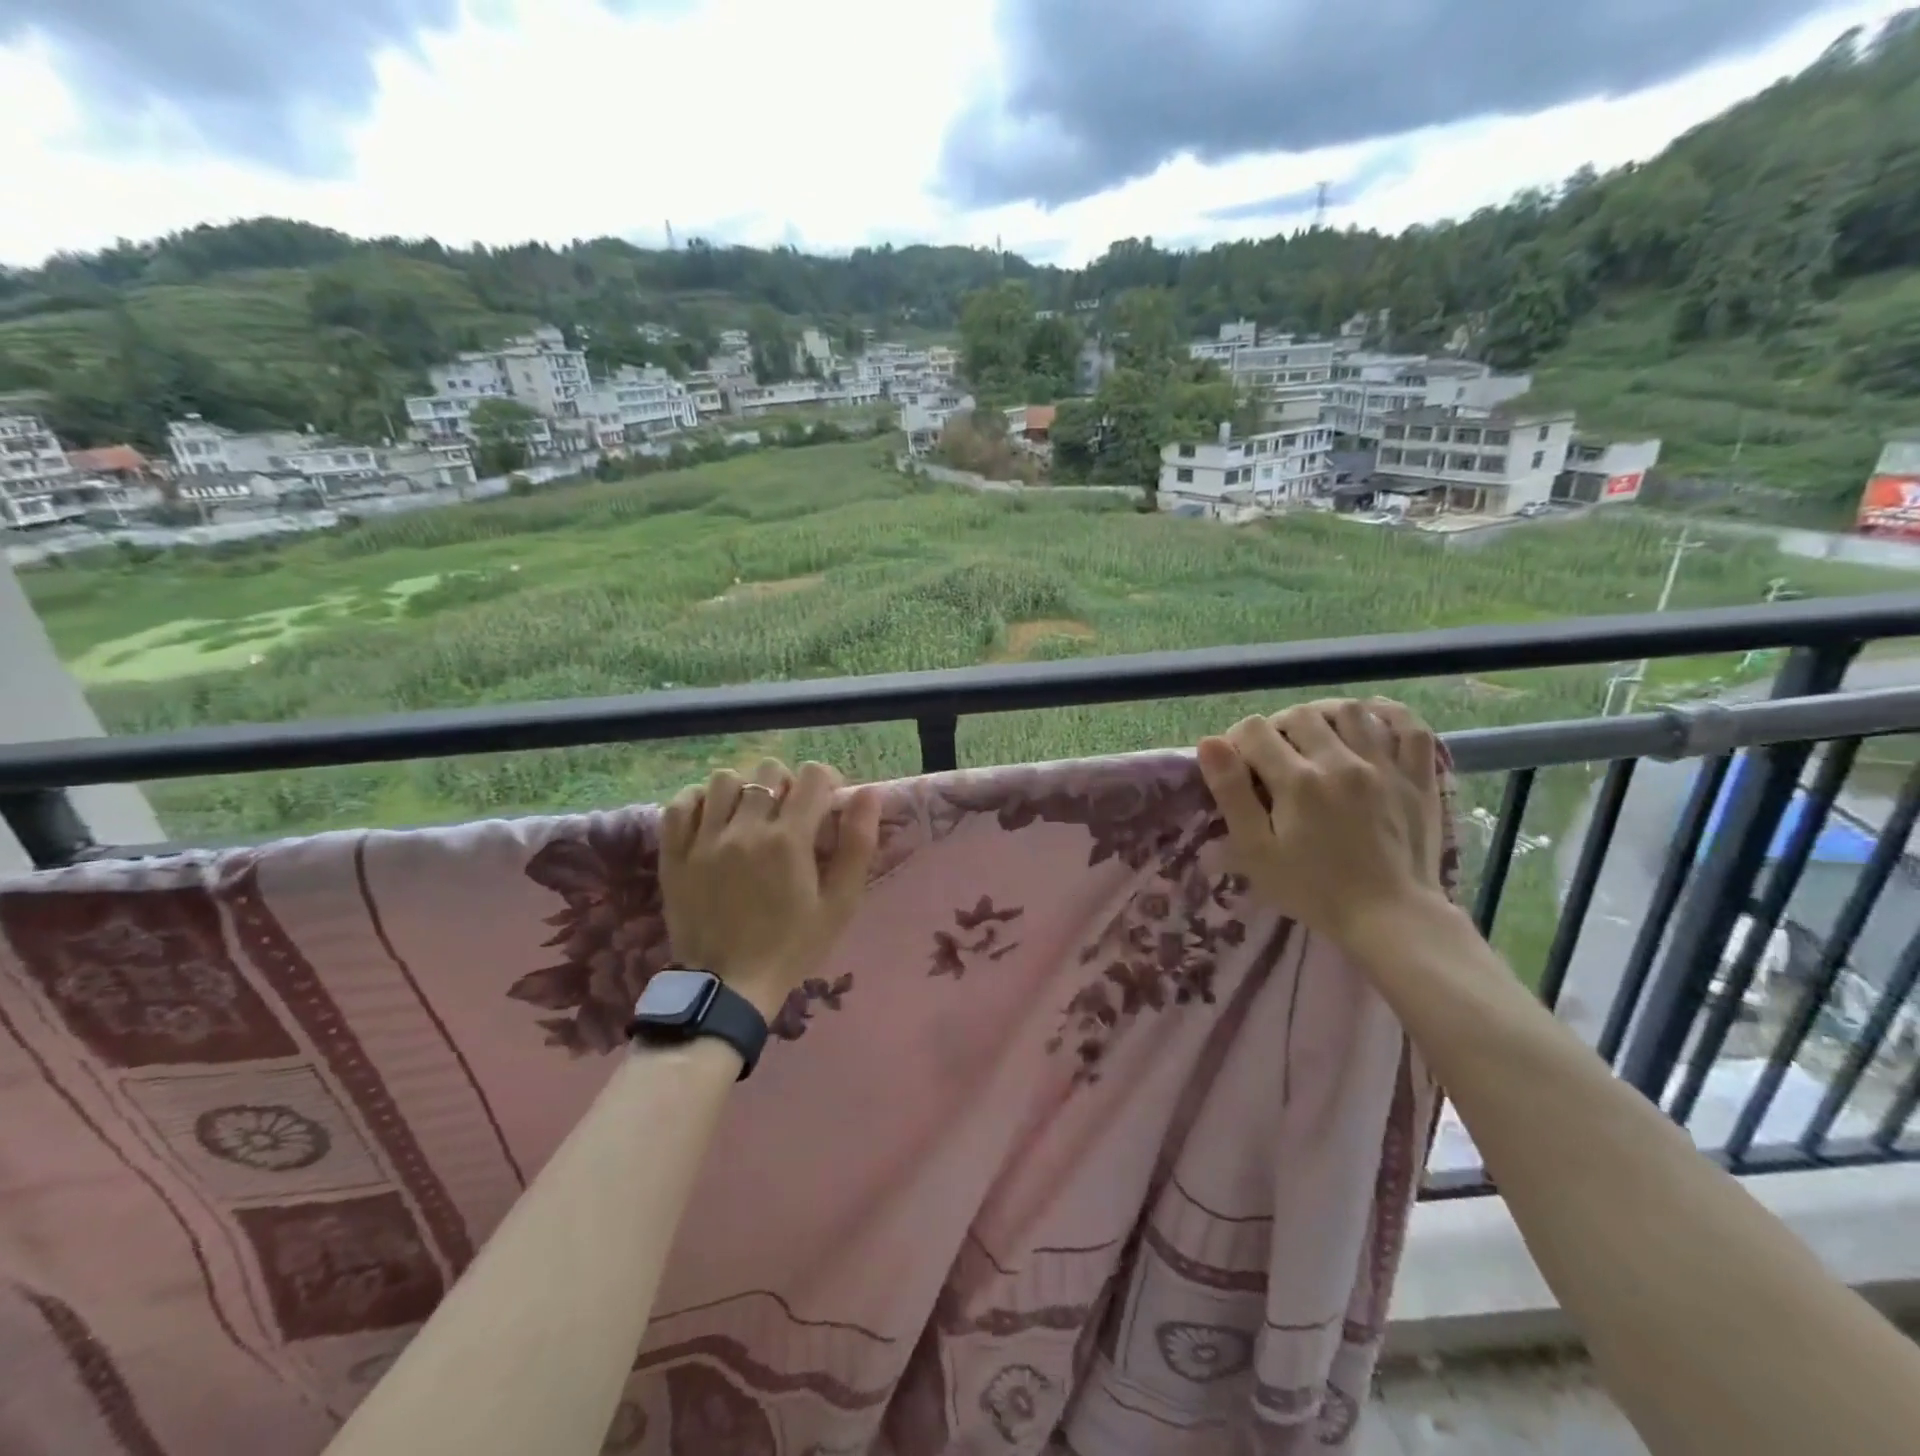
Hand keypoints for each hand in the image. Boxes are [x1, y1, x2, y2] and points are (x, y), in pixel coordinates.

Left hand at [659, 758, 881, 1019]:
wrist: (728, 987)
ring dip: (744, 789)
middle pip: (768, 770)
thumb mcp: (840, 903)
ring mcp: (704, 840)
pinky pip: (681, 804)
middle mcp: (745, 829)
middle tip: (790, 813)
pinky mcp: (674, 854)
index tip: (826, 804)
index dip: (825, 781)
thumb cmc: (792, 946)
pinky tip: (714, 818)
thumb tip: (868, 794)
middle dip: (787, 783)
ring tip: (750, 814)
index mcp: (789, 839)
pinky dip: (699, 801)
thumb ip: (857, 845)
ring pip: (724, 779)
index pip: (812, 775)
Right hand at [1197, 699, 1445, 946]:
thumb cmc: (1313, 890)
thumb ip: (1231, 794)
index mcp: (1298, 781)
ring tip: (1314, 735)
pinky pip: (1411, 727)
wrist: (1390, 919)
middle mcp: (1341, 761)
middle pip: (1299, 715)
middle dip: (1277, 727)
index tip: (1237, 765)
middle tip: (1273, 757)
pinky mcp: (1418, 777)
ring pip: (1350, 711)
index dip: (1237, 741)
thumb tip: (1210, 743)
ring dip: (1323, 715)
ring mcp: (1385, 765)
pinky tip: (1371, 719)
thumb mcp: (1256, 851)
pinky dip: (1389, 714)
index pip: (1255, 730)